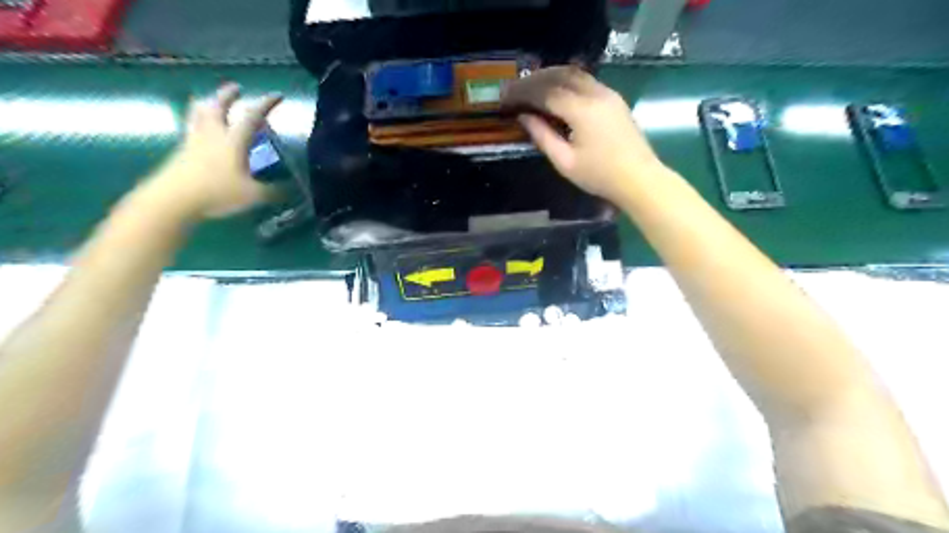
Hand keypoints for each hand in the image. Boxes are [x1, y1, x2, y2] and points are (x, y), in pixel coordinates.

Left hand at [147, 81, 283, 218]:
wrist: (173, 199)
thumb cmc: (217, 192)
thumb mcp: (253, 195)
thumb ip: (272, 191)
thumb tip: (290, 190)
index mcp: (233, 141)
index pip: (251, 116)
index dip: (265, 104)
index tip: (277, 95)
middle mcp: (213, 135)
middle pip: (217, 106)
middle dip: (228, 95)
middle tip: (236, 88)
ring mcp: (194, 142)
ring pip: (198, 114)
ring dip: (207, 104)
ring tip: (212, 102)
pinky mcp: (182, 152)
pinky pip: (191, 129)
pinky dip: (198, 123)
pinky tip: (203, 132)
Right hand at [503, 65, 665, 200]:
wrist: (639, 179)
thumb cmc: (599, 175)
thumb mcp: (565, 162)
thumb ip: (542, 136)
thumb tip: (524, 117)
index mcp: (581, 110)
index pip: (546, 92)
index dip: (524, 93)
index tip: (507, 98)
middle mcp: (595, 94)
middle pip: (560, 75)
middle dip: (535, 80)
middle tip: (516, 89)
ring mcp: (608, 93)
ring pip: (575, 73)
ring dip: (551, 76)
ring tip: (532, 87)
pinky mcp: (614, 99)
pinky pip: (586, 80)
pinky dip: (566, 80)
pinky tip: (556, 91)